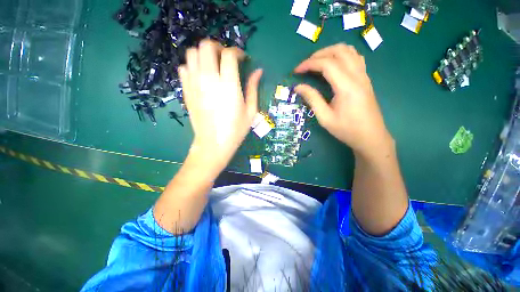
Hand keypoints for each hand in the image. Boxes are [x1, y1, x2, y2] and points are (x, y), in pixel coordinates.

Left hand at [179, 39, 262, 174]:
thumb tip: (258, 71)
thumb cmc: (236, 130)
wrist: (213, 144)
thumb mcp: (250, 111)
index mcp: (228, 86)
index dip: (237, 52)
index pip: (229, 54)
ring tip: (213, 65)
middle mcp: (209, 80)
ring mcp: (194, 84)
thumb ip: (253, 88)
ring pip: (192, 53)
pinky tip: (201, 76)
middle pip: (206, 46)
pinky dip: (193, 66)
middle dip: (218, 47)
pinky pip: (184, 68)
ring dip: (204, 54)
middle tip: (226, 58)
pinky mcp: (186, 91)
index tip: (242, 59)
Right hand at [294, 43, 391, 156]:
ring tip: (317, 62)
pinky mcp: (365, 79)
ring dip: (330, 52)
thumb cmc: (346, 130)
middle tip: (305, 65)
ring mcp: (364, 75)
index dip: (309, 64)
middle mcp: (357, 76)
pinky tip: (334, 65)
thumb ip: (312, 99)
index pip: (326, 64)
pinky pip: (355, 57)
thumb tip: (298, 87)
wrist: (371, 137)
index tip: (296, 71)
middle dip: (318, 54)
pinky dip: (341, 55)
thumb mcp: (325, 117)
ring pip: (349, 50)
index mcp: (347, 86)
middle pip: (338, 51)